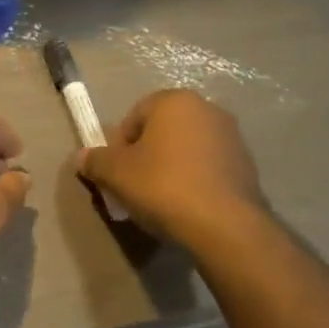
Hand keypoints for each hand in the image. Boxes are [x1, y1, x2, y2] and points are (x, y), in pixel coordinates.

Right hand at [78, 89, 264, 244]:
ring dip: (170, 168)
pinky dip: (194, 181)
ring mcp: (232, 137)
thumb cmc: (163, 186)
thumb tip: (80, 157)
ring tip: (160, 201)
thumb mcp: (116, 174)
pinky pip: (208, 168)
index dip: (119, 145)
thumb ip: (95, 161)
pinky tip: (186, 207)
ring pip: (186, 149)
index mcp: (175, 101)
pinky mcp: (247, 165)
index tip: (116, 173)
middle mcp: (207, 109)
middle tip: (133, 187)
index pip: (134, 116)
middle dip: (145, 155)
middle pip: (161, 131)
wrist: (225, 226)